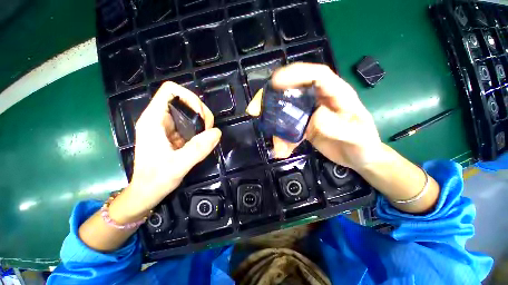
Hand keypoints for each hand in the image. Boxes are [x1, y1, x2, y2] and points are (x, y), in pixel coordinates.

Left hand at [115, 82, 220, 219]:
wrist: (146, 192)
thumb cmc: (155, 180)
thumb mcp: (177, 165)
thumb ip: (197, 148)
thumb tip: (217, 132)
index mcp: (153, 120)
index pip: (171, 91)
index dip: (190, 98)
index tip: (201, 117)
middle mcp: (159, 119)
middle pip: (184, 100)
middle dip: (200, 112)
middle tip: (208, 130)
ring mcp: (167, 127)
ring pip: (189, 112)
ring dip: (202, 120)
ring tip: (207, 135)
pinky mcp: (173, 134)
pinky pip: (190, 124)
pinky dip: (200, 129)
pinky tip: (203, 140)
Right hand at [246, 63, 382, 170]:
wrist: (360, 158)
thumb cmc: (364, 146)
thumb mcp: (357, 137)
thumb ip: (339, 127)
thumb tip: (315, 118)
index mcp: (337, 94)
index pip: (316, 74)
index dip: (295, 74)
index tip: (274, 82)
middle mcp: (320, 99)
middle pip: (292, 89)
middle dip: (271, 97)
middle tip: (254, 110)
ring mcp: (310, 113)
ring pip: (286, 110)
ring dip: (275, 125)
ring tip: (275, 144)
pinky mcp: (305, 125)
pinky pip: (288, 127)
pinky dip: (282, 138)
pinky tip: (282, 150)